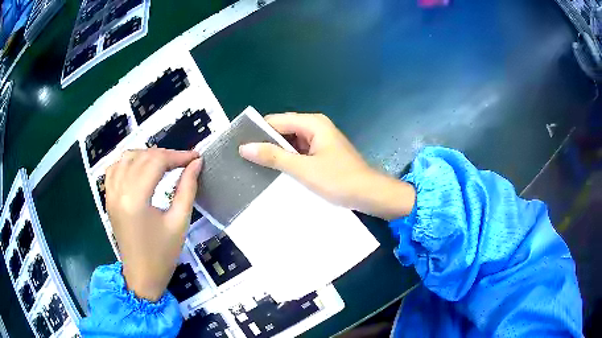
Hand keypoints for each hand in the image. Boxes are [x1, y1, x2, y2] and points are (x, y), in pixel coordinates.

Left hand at [105, 148, 201, 300]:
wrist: (141, 276)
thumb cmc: (163, 254)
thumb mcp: (179, 222)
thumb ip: (187, 188)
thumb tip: (196, 163)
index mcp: (136, 199)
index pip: (156, 162)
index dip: (177, 156)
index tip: (195, 157)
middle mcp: (119, 191)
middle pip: (142, 157)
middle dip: (165, 155)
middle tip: (183, 162)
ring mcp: (110, 194)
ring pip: (126, 158)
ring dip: (146, 155)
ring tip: (164, 163)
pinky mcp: (108, 198)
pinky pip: (114, 169)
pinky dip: (128, 161)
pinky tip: (139, 167)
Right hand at [239, 113, 414, 219]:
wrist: (369, 195)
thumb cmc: (339, 180)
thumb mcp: (303, 169)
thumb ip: (274, 157)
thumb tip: (245, 147)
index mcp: (312, 123)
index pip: (276, 121)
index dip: (257, 132)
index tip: (239, 145)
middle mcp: (315, 127)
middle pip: (283, 130)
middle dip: (266, 143)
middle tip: (243, 158)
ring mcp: (320, 141)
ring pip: (290, 143)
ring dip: (276, 153)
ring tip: (253, 165)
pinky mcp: (322, 153)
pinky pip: (299, 152)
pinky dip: (288, 160)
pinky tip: (275, 171)